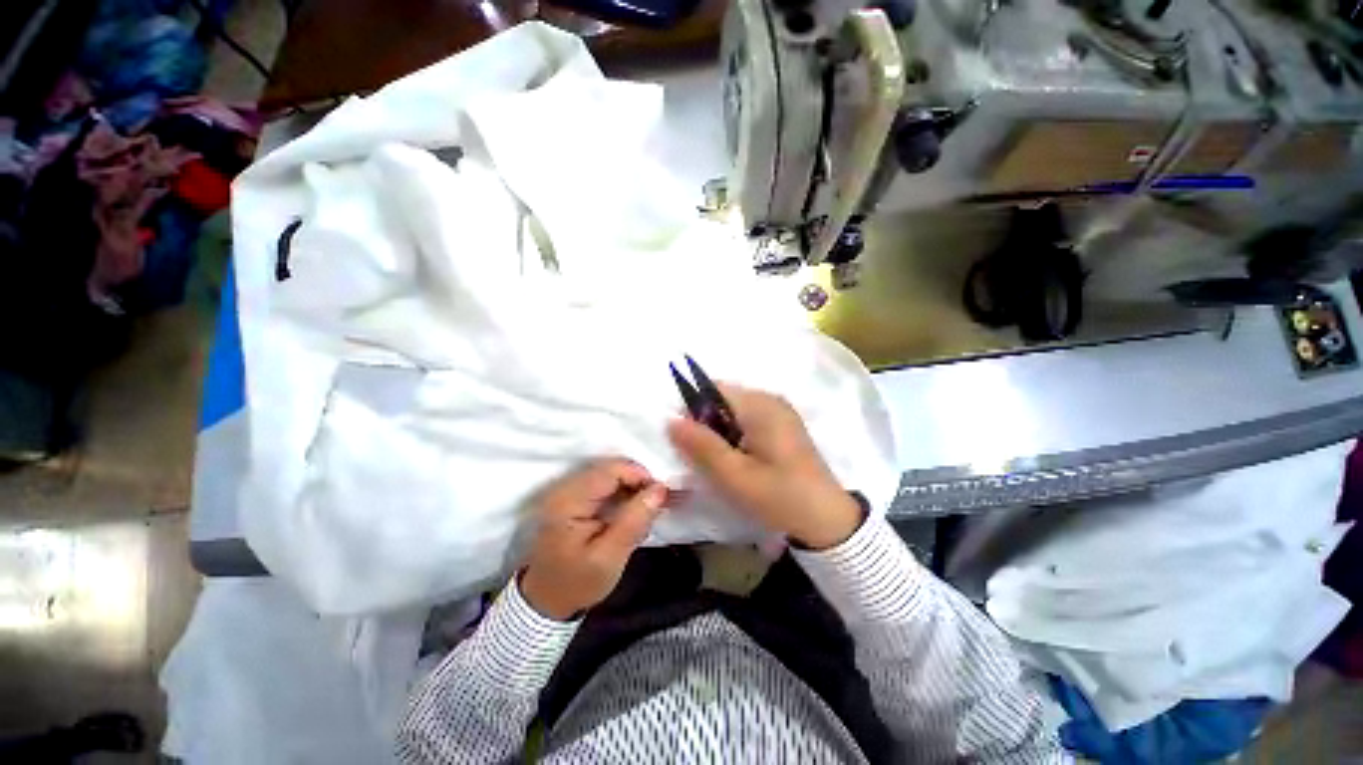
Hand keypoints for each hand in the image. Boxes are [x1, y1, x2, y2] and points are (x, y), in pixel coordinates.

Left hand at [520, 459, 666, 620]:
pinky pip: (605, 485)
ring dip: (631, 490)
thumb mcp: (609, 558)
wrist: (547, 602)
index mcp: (569, 500)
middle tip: (652, 509)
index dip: (640, 476)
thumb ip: (634, 521)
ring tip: (641, 516)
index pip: (611, 470)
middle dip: (637, 484)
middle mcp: (566, 488)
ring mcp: (568, 491)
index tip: (659, 497)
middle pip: (611, 469)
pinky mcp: (574, 497)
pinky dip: (622, 495)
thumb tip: (660, 489)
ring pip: (611, 475)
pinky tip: (628, 516)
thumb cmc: (577, 583)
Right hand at [667, 383, 861, 549]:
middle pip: (724, 399)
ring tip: (722, 463)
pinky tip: (740, 462)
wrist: (828, 521)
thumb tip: (671, 419)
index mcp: (760, 405)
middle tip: (704, 458)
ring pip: (735, 412)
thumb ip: (701, 445)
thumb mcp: (734, 475)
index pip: (713, 388)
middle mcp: (771, 400)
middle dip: (707, 423)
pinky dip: (736, 436)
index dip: (693, 409)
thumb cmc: (779, 496)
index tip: (687, 440)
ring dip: (721, 432)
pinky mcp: (784, 426)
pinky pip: (749, 421)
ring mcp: (780, 412)